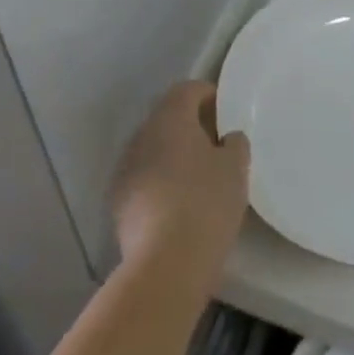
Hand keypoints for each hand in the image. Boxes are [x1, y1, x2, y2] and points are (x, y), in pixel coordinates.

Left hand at [110, 81, 250, 285]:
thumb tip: (228, 138)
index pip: (187, 89)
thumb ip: (235, 143)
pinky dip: (159, 182)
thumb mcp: (236, 169)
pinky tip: (177, 205)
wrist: (165, 264)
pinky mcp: (118, 201)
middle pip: (167, 118)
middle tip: (214, 145)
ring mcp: (126, 167)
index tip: (224, 112)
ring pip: (153, 148)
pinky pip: (143, 177)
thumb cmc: (206, 204)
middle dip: (189, 126)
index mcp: (171, 117)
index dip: (207, 94)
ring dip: (172, 155)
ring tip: (196, 178)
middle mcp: (143, 134)